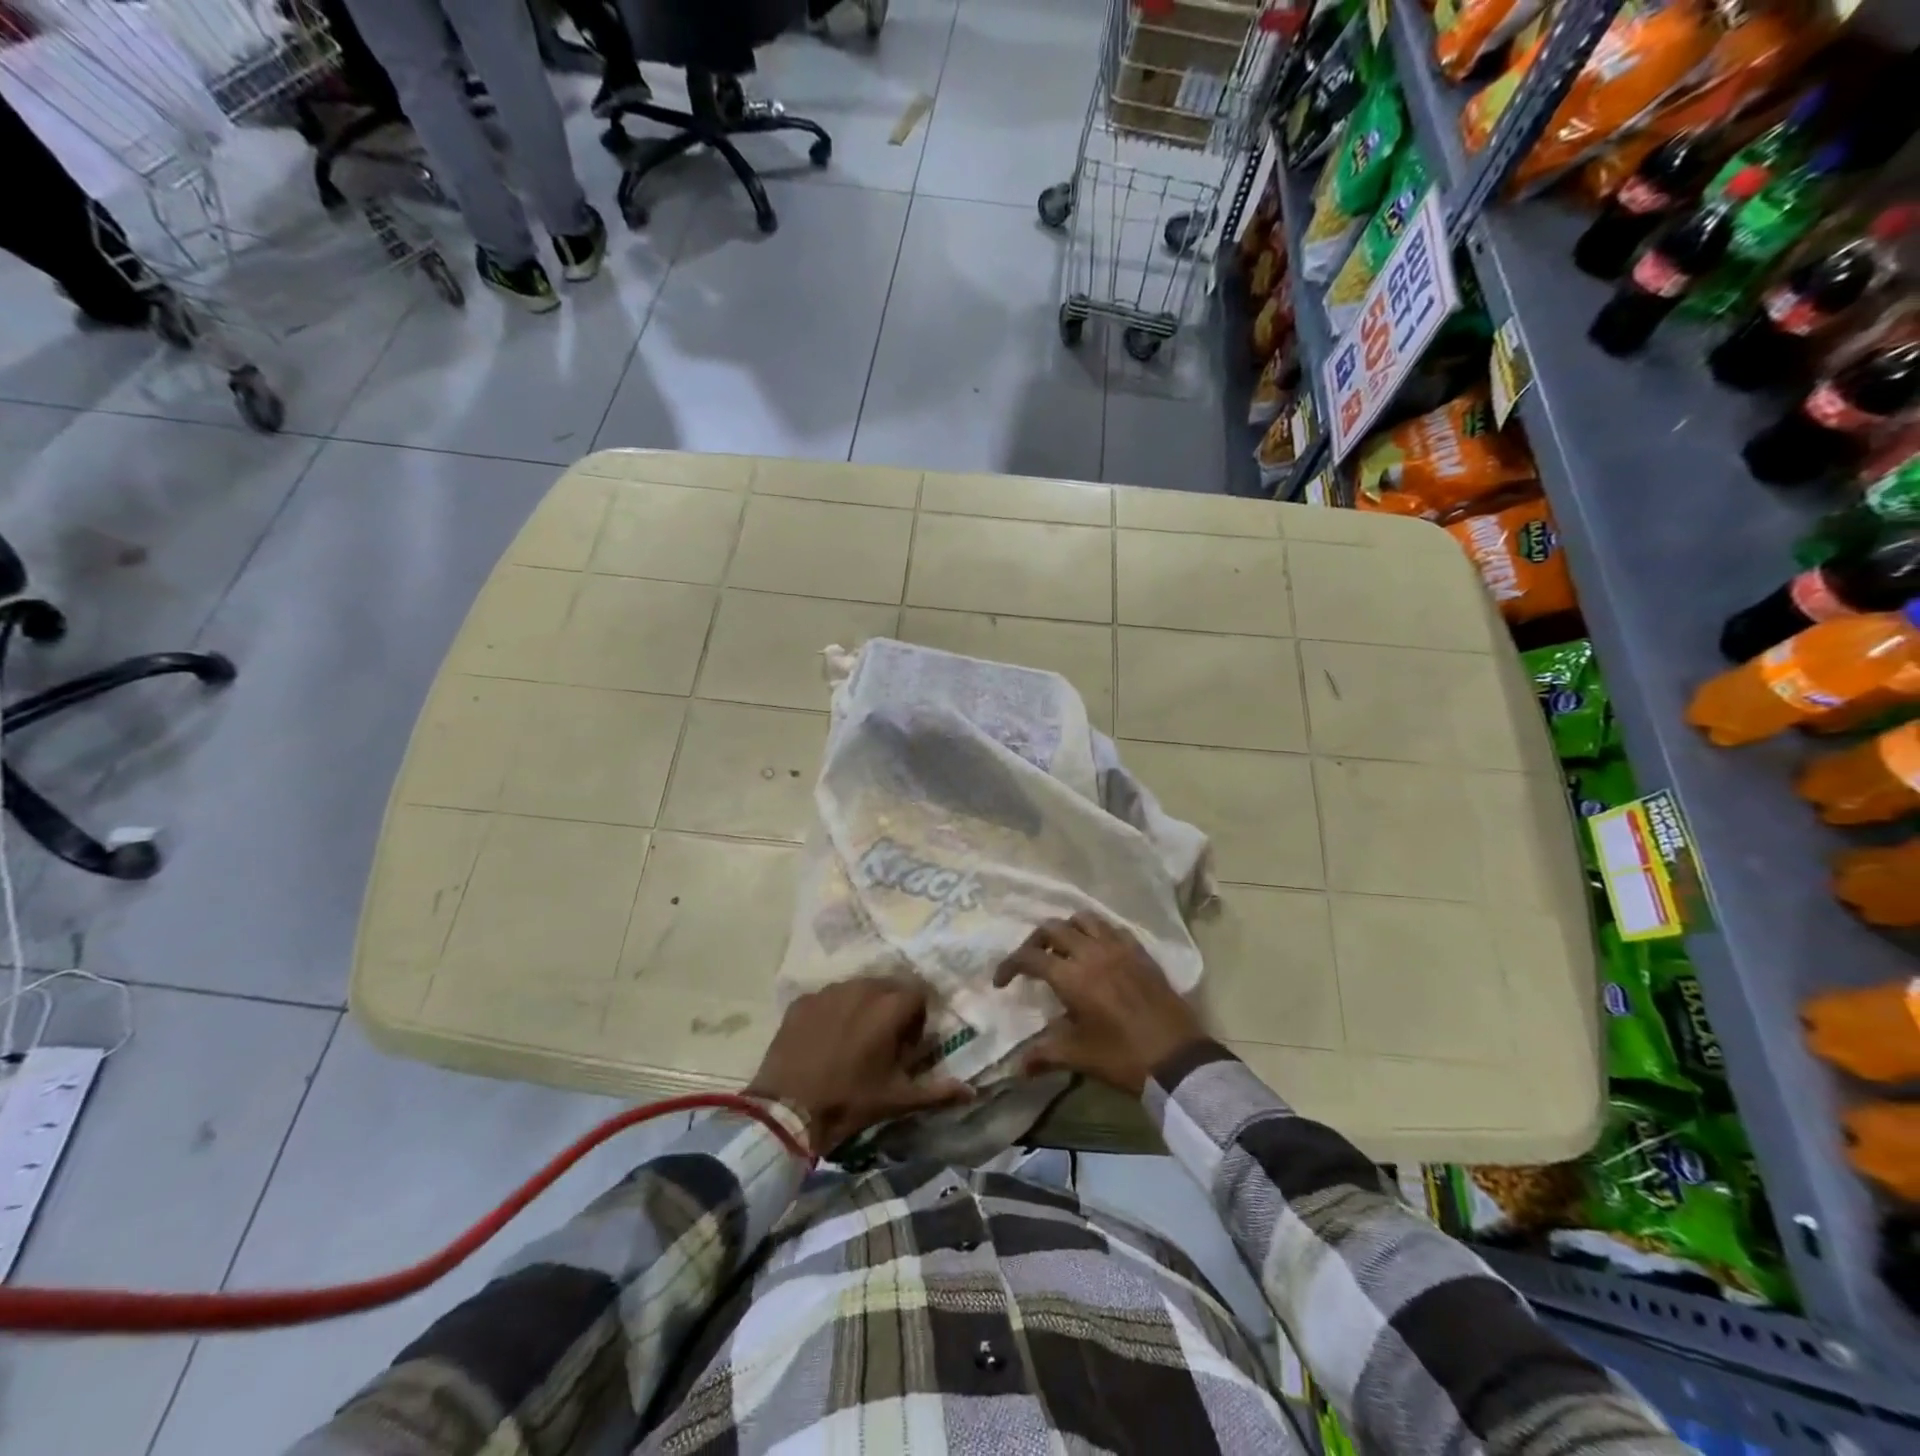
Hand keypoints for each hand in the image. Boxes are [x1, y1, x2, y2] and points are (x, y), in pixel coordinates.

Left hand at [747, 975, 973, 1155]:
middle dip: (891, 1007)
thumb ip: (937, 1091)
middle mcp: (861, 988)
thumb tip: (972, 1091)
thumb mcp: (897, 1099)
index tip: (907, 1043)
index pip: (918, 993)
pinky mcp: (802, 1001)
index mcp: (889, 1007)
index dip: (917, 1016)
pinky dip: (832, 1012)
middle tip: (883, 1041)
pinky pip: (827, 998)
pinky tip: (824, 1040)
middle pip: (888, 986)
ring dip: (862, 1006)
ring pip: (856, 988)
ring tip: (853, 1040)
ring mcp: (828, 992)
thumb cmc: (849, 1102)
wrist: (786, 1111)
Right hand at [994, 914, 1205, 1095]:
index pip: (1030, 957)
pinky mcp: (1140, 952)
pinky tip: (1096, 952)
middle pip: (1053, 928)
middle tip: (1031, 963)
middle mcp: (1092, 952)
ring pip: (1084, 919)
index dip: (1009, 965)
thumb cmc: (1123, 1057)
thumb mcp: (1079, 1057)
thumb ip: (1044, 1054)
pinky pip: (1112, 928)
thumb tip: (1018, 1066)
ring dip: (1067, 929)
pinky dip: (1096, 932)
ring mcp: (1119, 948)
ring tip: (1063, 951)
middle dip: (1035, 941)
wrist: (1178, 1058)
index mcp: (1072, 976)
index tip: (1001, 982)